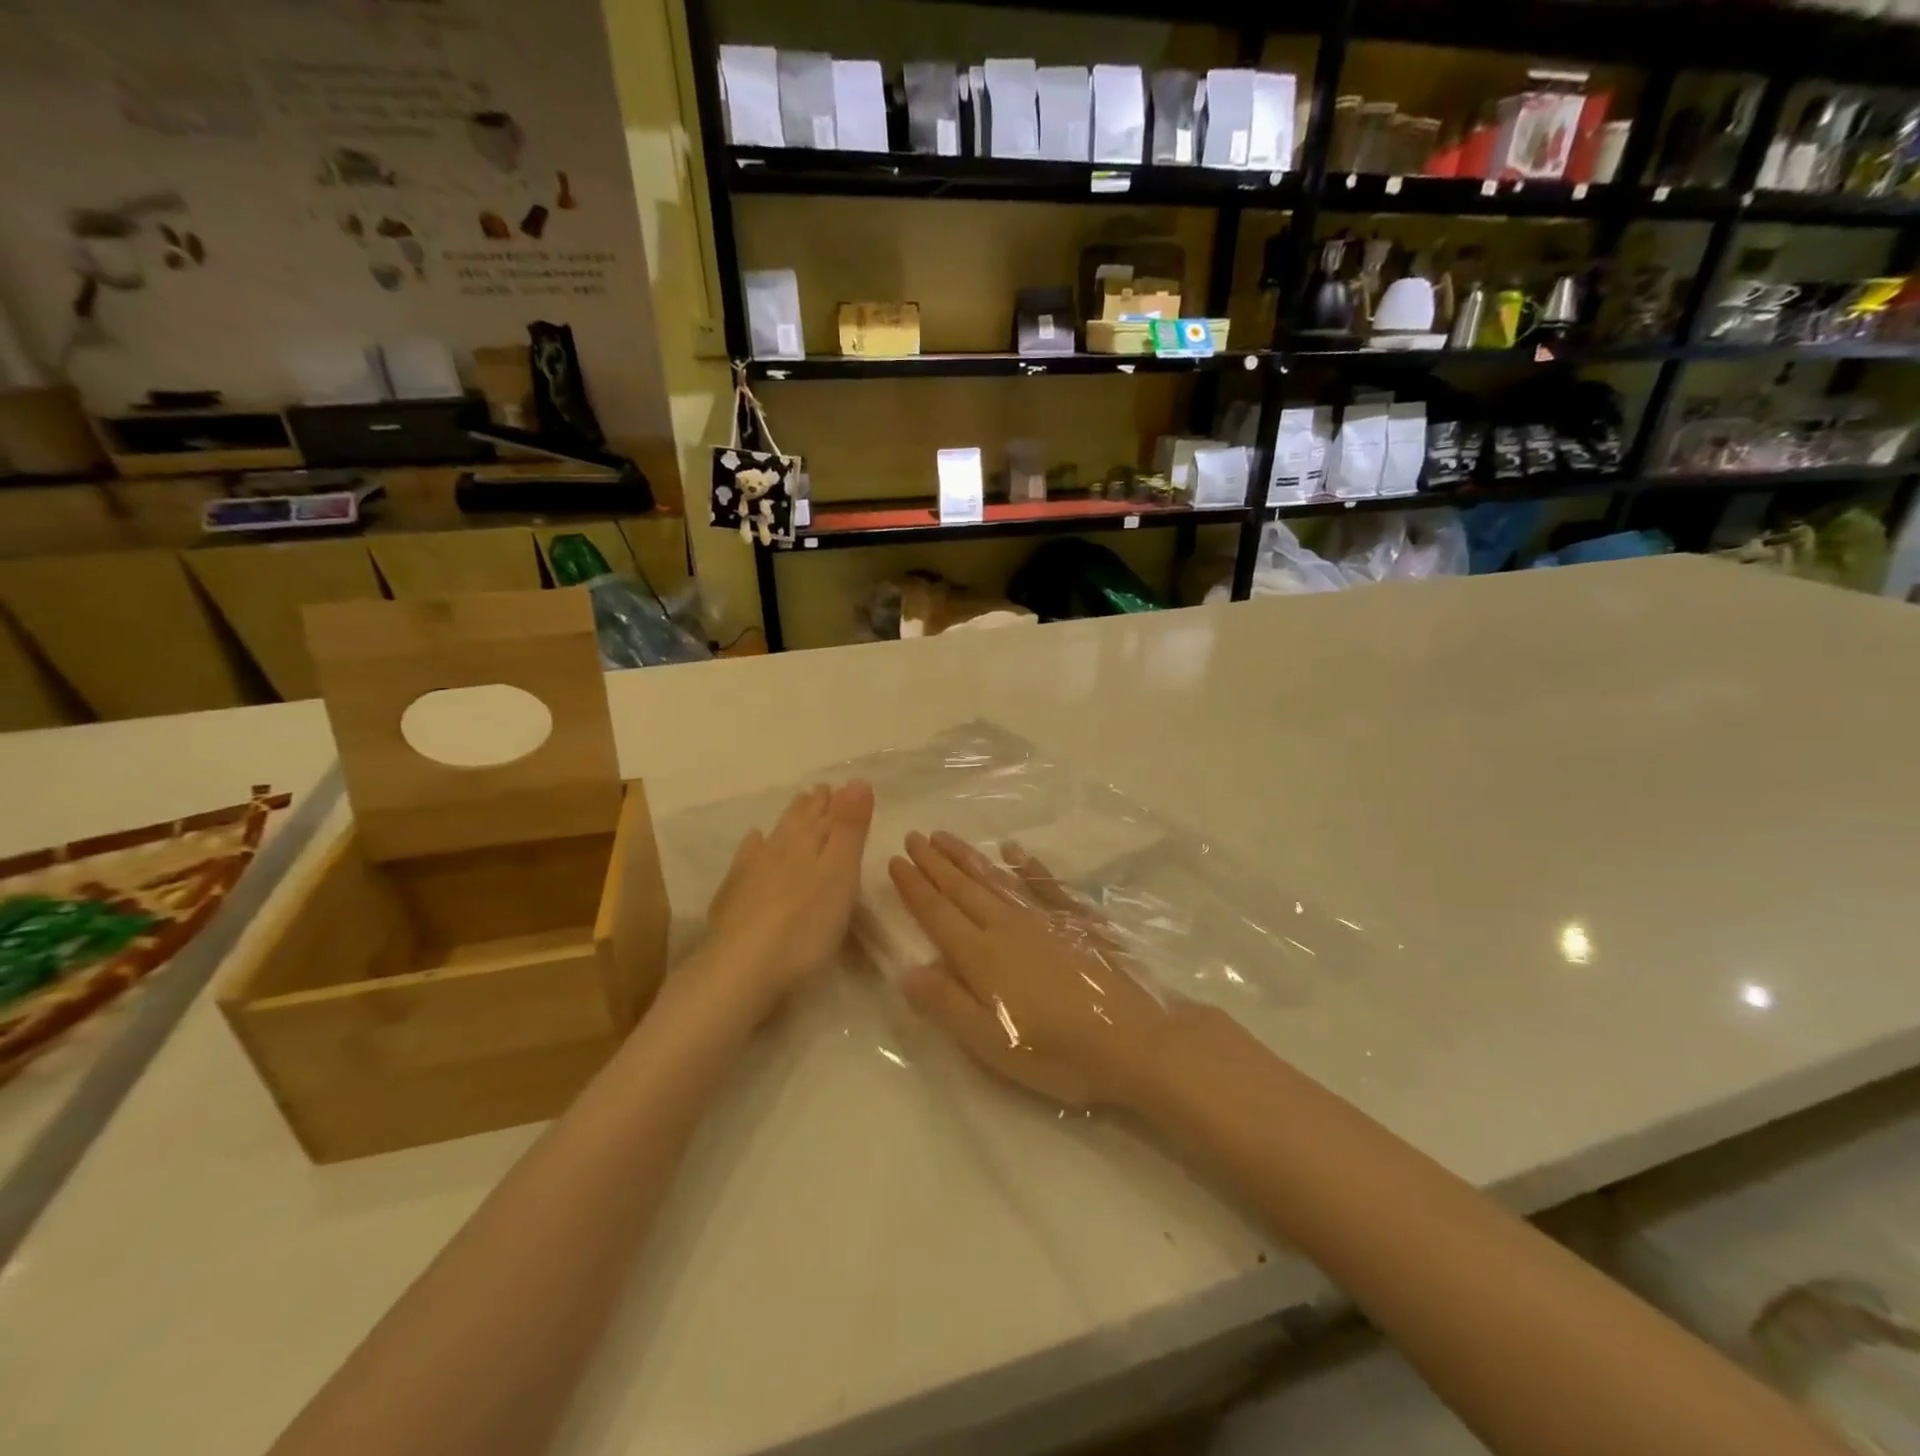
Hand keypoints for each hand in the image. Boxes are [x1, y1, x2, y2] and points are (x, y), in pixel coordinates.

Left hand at [703, 782, 873, 1019]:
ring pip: (777, 835)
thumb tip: (857, 780)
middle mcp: (781, 848)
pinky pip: (748, 857)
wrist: (744, 965)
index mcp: (810, 843)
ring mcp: (754, 869)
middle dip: (815, 805)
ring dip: (791, 818)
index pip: (830, 815)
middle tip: (822, 789)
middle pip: (802, 821)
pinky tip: (754, 839)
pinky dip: (754, 844)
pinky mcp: (735, 894)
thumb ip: (850, 829)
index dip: (841, 801)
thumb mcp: (840, 874)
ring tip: (799, 803)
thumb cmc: (806, 924)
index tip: (848, 785)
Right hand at [888, 831, 1169, 1110]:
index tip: (894, 860)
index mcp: (980, 956)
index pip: (936, 913)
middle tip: (914, 836)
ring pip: (995, 878)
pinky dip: (1026, 864)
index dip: (914, 887)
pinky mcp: (1075, 919)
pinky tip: (1014, 849)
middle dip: (934, 862)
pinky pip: (1043, 882)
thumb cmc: (1057, 1051)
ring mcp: (1043, 917)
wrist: (1135, 1038)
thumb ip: (946, 1003)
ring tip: (945, 837)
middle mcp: (1006, 925)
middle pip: (962, 888)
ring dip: (968, 856)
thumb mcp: (991, 1043)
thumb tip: (905, 971)